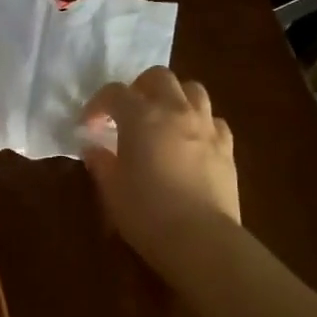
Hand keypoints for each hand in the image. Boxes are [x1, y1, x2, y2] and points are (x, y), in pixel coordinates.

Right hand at [80, 66, 239, 267]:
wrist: (201, 239)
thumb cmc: (147, 212)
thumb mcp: (112, 190)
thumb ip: (101, 163)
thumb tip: (93, 148)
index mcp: (141, 116)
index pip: (115, 92)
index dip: (98, 104)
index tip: (88, 125)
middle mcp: (176, 111)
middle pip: (159, 77)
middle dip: (139, 87)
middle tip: (128, 112)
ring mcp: (206, 126)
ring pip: (193, 90)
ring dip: (174, 97)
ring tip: (163, 119)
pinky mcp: (227, 147)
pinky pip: (214, 120)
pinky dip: (200, 123)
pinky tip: (191, 142)